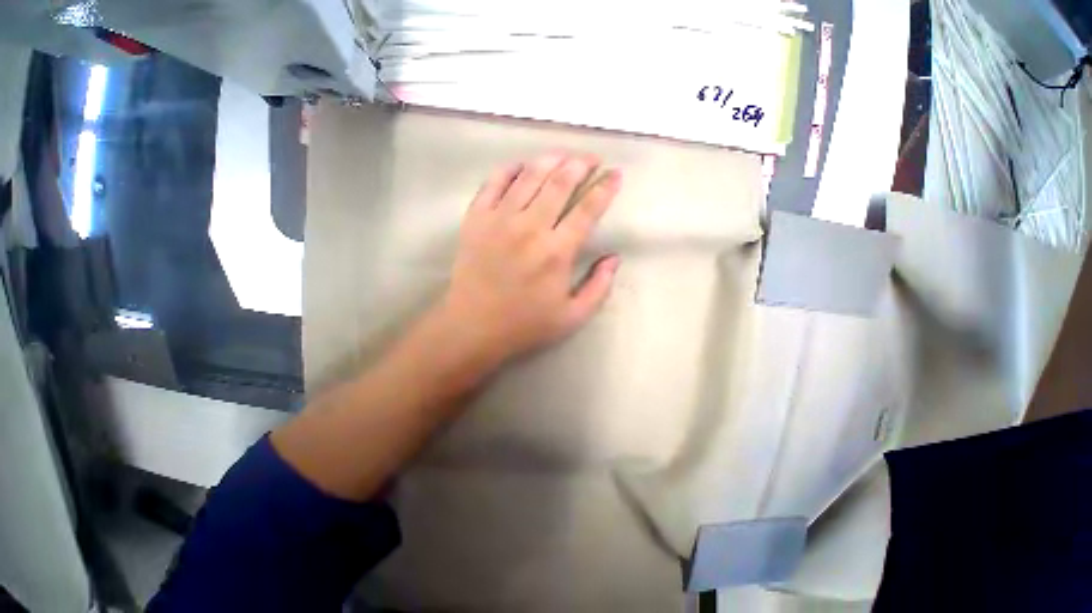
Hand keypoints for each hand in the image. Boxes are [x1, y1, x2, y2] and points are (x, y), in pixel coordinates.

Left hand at [432, 152, 622, 369]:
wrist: (473, 326)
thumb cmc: (525, 324)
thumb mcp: (572, 317)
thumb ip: (599, 287)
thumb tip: (614, 258)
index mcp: (556, 252)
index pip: (587, 209)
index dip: (605, 188)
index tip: (615, 174)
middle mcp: (530, 228)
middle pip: (560, 182)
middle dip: (580, 164)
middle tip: (591, 159)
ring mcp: (500, 219)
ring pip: (529, 175)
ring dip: (551, 160)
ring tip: (563, 156)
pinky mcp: (476, 218)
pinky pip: (494, 182)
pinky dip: (511, 169)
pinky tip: (522, 166)